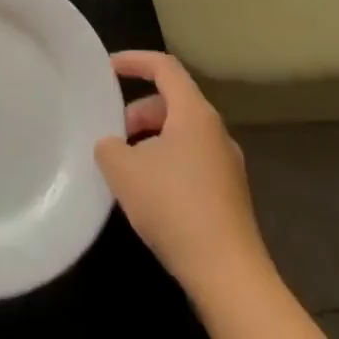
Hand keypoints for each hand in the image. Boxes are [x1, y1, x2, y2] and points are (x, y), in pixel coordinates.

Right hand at [94, 51, 270, 299]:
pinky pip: (192, 161)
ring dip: (151, 140)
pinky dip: (167, 164)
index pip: (164, 66)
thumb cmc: (175, 208)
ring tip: (126, 168)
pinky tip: (150, 195)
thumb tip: (111, 145)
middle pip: (172, 102)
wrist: (230, 278)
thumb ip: (108, 146)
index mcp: (194, 113)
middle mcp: (216, 131)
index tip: (107, 69)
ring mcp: (227, 165)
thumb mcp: (124, 171)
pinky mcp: (230, 196)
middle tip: (113, 134)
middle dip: (138, 111)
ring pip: (182, 134)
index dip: (134, 60)